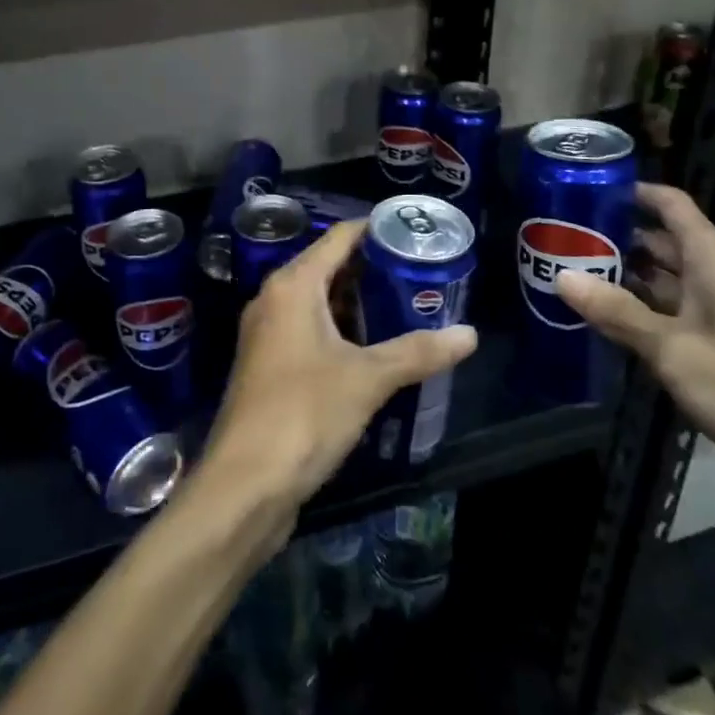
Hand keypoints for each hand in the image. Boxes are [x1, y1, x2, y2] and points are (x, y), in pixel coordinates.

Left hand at [203, 220, 477, 516]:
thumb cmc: (304, 413)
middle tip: (419, 273)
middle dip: (372, 270)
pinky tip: (372, 349)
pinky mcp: (269, 366)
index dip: (376, 230)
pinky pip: (308, 331)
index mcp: (293, 286)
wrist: (244, 484)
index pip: (339, 238)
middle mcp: (274, 300)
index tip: (414, 232)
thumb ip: (418, 352)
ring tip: (404, 307)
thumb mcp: (367, 379)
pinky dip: (339, 331)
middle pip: (328, 267)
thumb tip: (470, 335)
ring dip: (356, 303)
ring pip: (318, 302)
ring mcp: (267, 334)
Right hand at [557, 183, 714, 495]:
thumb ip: (616, 312)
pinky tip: (602, 321)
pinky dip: (639, 313)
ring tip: (568, 274)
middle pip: (661, 242)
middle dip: (615, 238)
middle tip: (559, 239)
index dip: (632, 192)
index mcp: (714, 260)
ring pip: (664, 281)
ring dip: (623, 278)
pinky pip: (671, 315)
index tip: (584, 190)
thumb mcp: (673, 349)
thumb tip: (560, 275)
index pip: (670, 204)